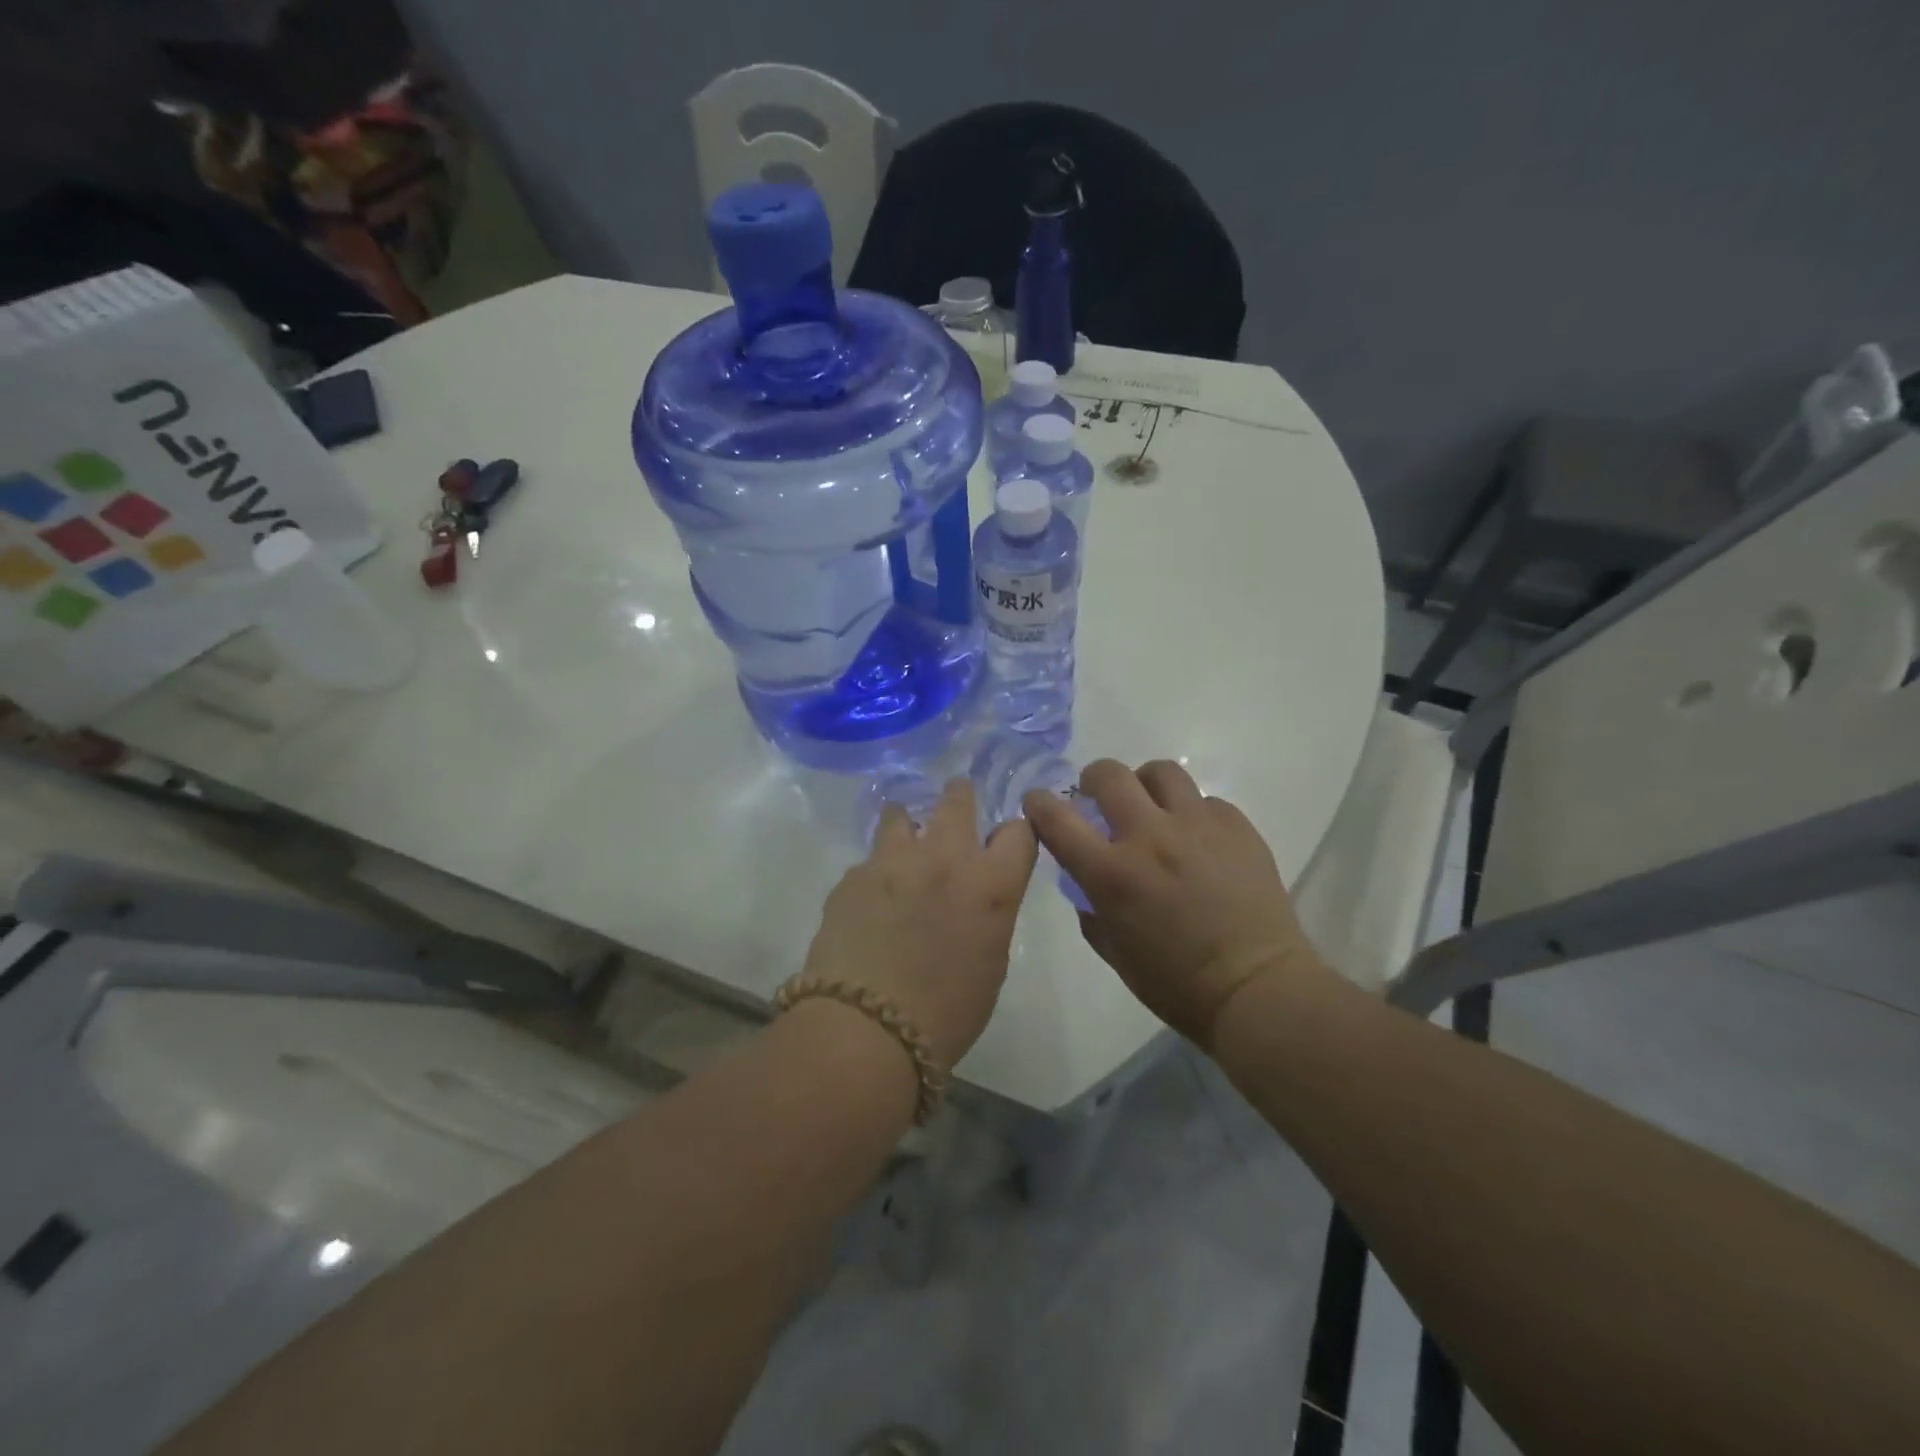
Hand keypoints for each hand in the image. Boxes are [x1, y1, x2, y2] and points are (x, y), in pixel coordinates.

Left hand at [801, 778, 1037, 1070]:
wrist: (865, 1030)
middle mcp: (945, 857)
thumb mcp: (991, 962)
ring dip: (909, 824)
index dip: (1013, 835)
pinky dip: (877, 873)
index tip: (1004, 843)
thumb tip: (975, 897)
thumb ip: (989, 913)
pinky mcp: (852, 876)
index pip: (1018, 831)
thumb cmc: (945, 1013)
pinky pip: (870, 861)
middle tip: (956, 805)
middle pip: (958, 799)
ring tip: (904, 843)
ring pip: (902, 814)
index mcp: (990, 884)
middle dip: (960, 798)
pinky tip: (870, 902)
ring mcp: (893, 861)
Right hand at [1024, 759, 1326, 1047]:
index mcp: (1111, 873)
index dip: (1039, 804)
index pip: (1058, 819)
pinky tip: (1198, 839)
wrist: (1257, 989)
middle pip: (1109, 775)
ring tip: (1151, 805)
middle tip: (1099, 797)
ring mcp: (1197, 825)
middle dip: (1093, 779)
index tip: (1038, 802)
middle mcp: (1150, 836)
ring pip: (1160, 772)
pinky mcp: (1237, 826)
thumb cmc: (1176, 984)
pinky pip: (1205, 801)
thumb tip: (1088, 881)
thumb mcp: (1114, 952)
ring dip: (1144, 784)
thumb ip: (1091, 910)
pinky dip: (1191, 813)